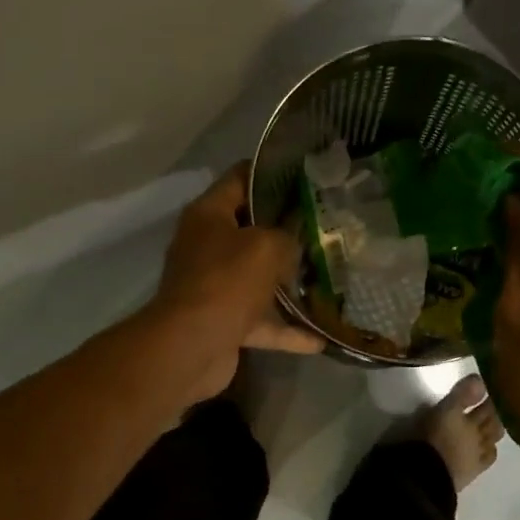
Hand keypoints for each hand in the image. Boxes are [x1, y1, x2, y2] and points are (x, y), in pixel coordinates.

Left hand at [155, 164, 323, 398]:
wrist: (191, 347)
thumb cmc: (226, 281)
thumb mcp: (267, 246)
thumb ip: (288, 236)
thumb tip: (295, 242)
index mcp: (209, 215)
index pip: (240, 178)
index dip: (271, 173)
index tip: (307, 175)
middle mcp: (207, 246)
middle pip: (251, 230)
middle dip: (287, 231)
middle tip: (326, 226)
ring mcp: (214, 286)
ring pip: (258, 278)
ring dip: (288, 282)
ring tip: (328, 278)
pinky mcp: (223, 322)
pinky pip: (261, 321)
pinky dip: (287, 330)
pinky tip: (320, 338)